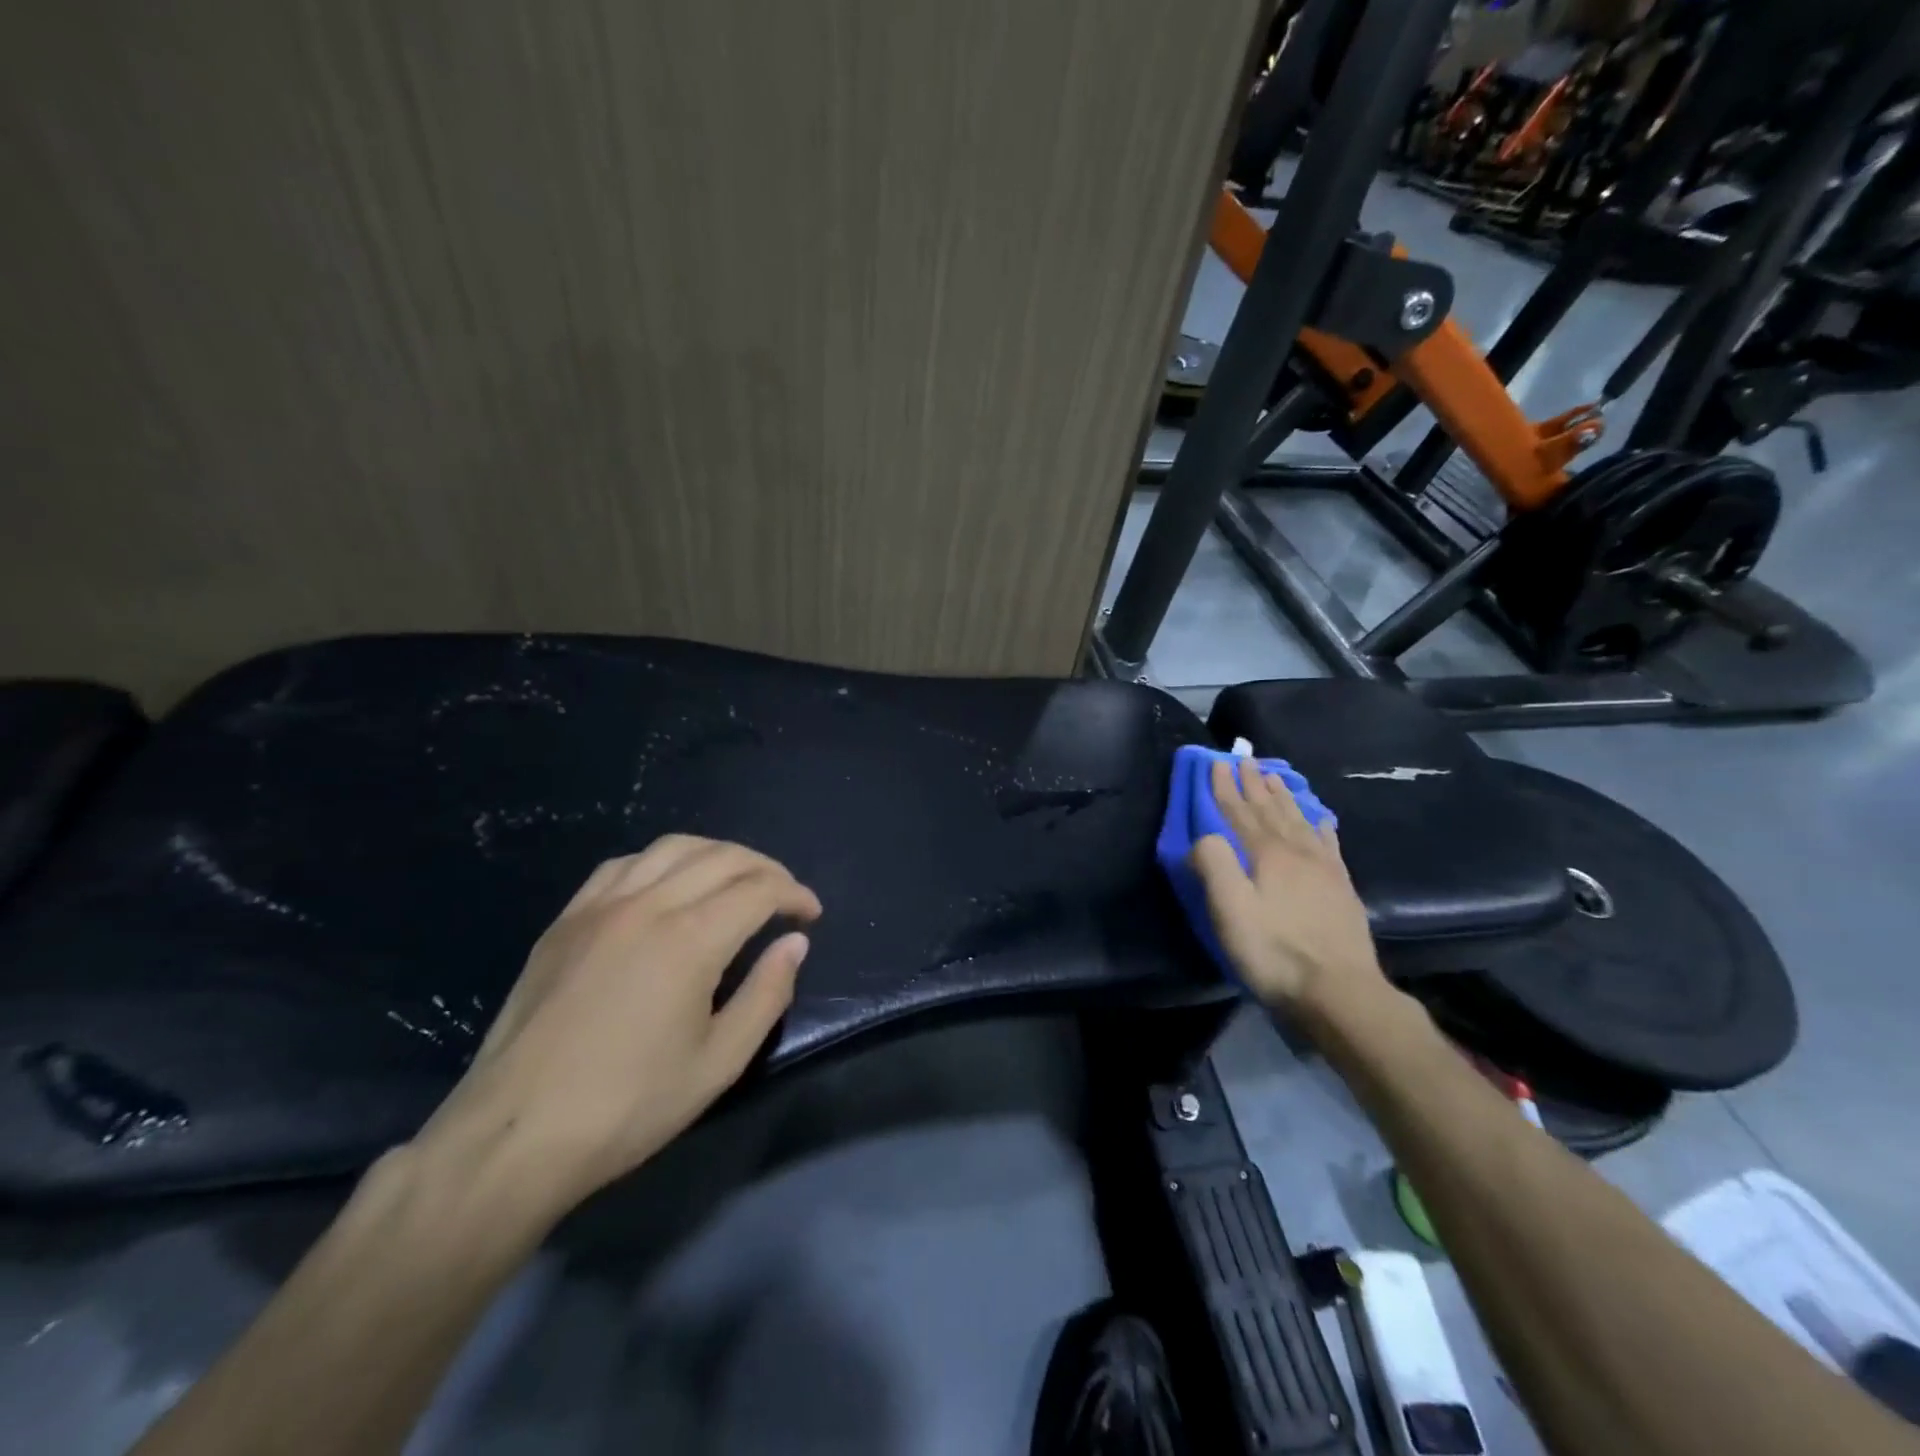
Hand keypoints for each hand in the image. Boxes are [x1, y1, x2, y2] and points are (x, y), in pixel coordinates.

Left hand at [416, 836, 820, 1216]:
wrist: (514, 1136)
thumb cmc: (627, 1106)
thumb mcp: (718, 1063)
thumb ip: (766, 995)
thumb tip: (794, 943)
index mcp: (689, 940)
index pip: (759, 890)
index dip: (794, 894)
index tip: (811, 914)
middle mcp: (647, 905)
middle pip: (722, 857)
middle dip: (765, 869)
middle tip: (784, 896)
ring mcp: (599, 907)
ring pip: (672, 847)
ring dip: (717, 854)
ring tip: (735, 881)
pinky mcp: (566, 920)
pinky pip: (624, 865)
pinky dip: (662, 862)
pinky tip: (668, 886)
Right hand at [1190, 757, 1384, 1018]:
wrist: (1340, 993)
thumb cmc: (1275, 953)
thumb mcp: (1231, 911)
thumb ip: (1214, 866)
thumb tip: (1203, 835)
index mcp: (1267, 855)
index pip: (1240, 812)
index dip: (1225, 788)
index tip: (1216, 763)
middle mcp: (1297, 852)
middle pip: (1271, 810)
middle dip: (1254, 784)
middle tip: (1245, 759)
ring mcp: (1324, 869)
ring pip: (1300, 821)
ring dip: (1283, 797)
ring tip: (1275, 776)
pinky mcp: (1342, 888)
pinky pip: (1328, 844)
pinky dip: (1320, 825)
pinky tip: (1321, 819)